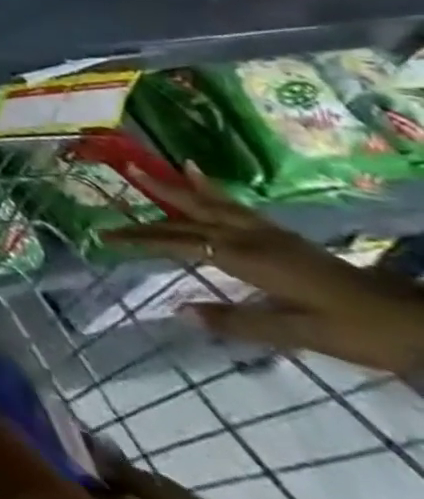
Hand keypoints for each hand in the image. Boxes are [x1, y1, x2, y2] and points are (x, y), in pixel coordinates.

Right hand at [105, 162, 423, 374]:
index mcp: (246, 259)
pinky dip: (209, 189)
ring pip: (208, 205)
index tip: (105, 236)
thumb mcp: (301, 334)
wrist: (417, 321)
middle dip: (151, 202)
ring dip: (174, 187)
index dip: (140, 240)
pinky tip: (198, 176)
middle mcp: (249, 238)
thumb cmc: (356, 330)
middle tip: (117, 178)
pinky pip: (234, 206)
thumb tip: (179, 311)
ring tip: (145, 165)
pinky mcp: (280, 236)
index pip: (179, 245)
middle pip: (189, 218)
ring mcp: (267, 234)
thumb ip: (240, 322)